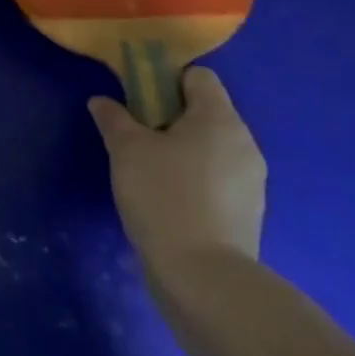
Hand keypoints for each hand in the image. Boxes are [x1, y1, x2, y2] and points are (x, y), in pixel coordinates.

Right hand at [89, 66, 265, 285]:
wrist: (204, 279)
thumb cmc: (164, 196)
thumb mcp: (126, 150)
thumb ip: (113, 118)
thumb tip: (102, 102)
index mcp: (220, 118)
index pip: (198, 76)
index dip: (165, 81)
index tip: (138, 103)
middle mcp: (244, 143)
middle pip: (205, 112)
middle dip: (170, 118)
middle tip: (136, 138)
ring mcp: (251, 182)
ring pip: (211, 148)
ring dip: (182, 151)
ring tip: (149, 174)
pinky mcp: (248, 214)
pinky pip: (217, 179)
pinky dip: (194, 181)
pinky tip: (168, 202)